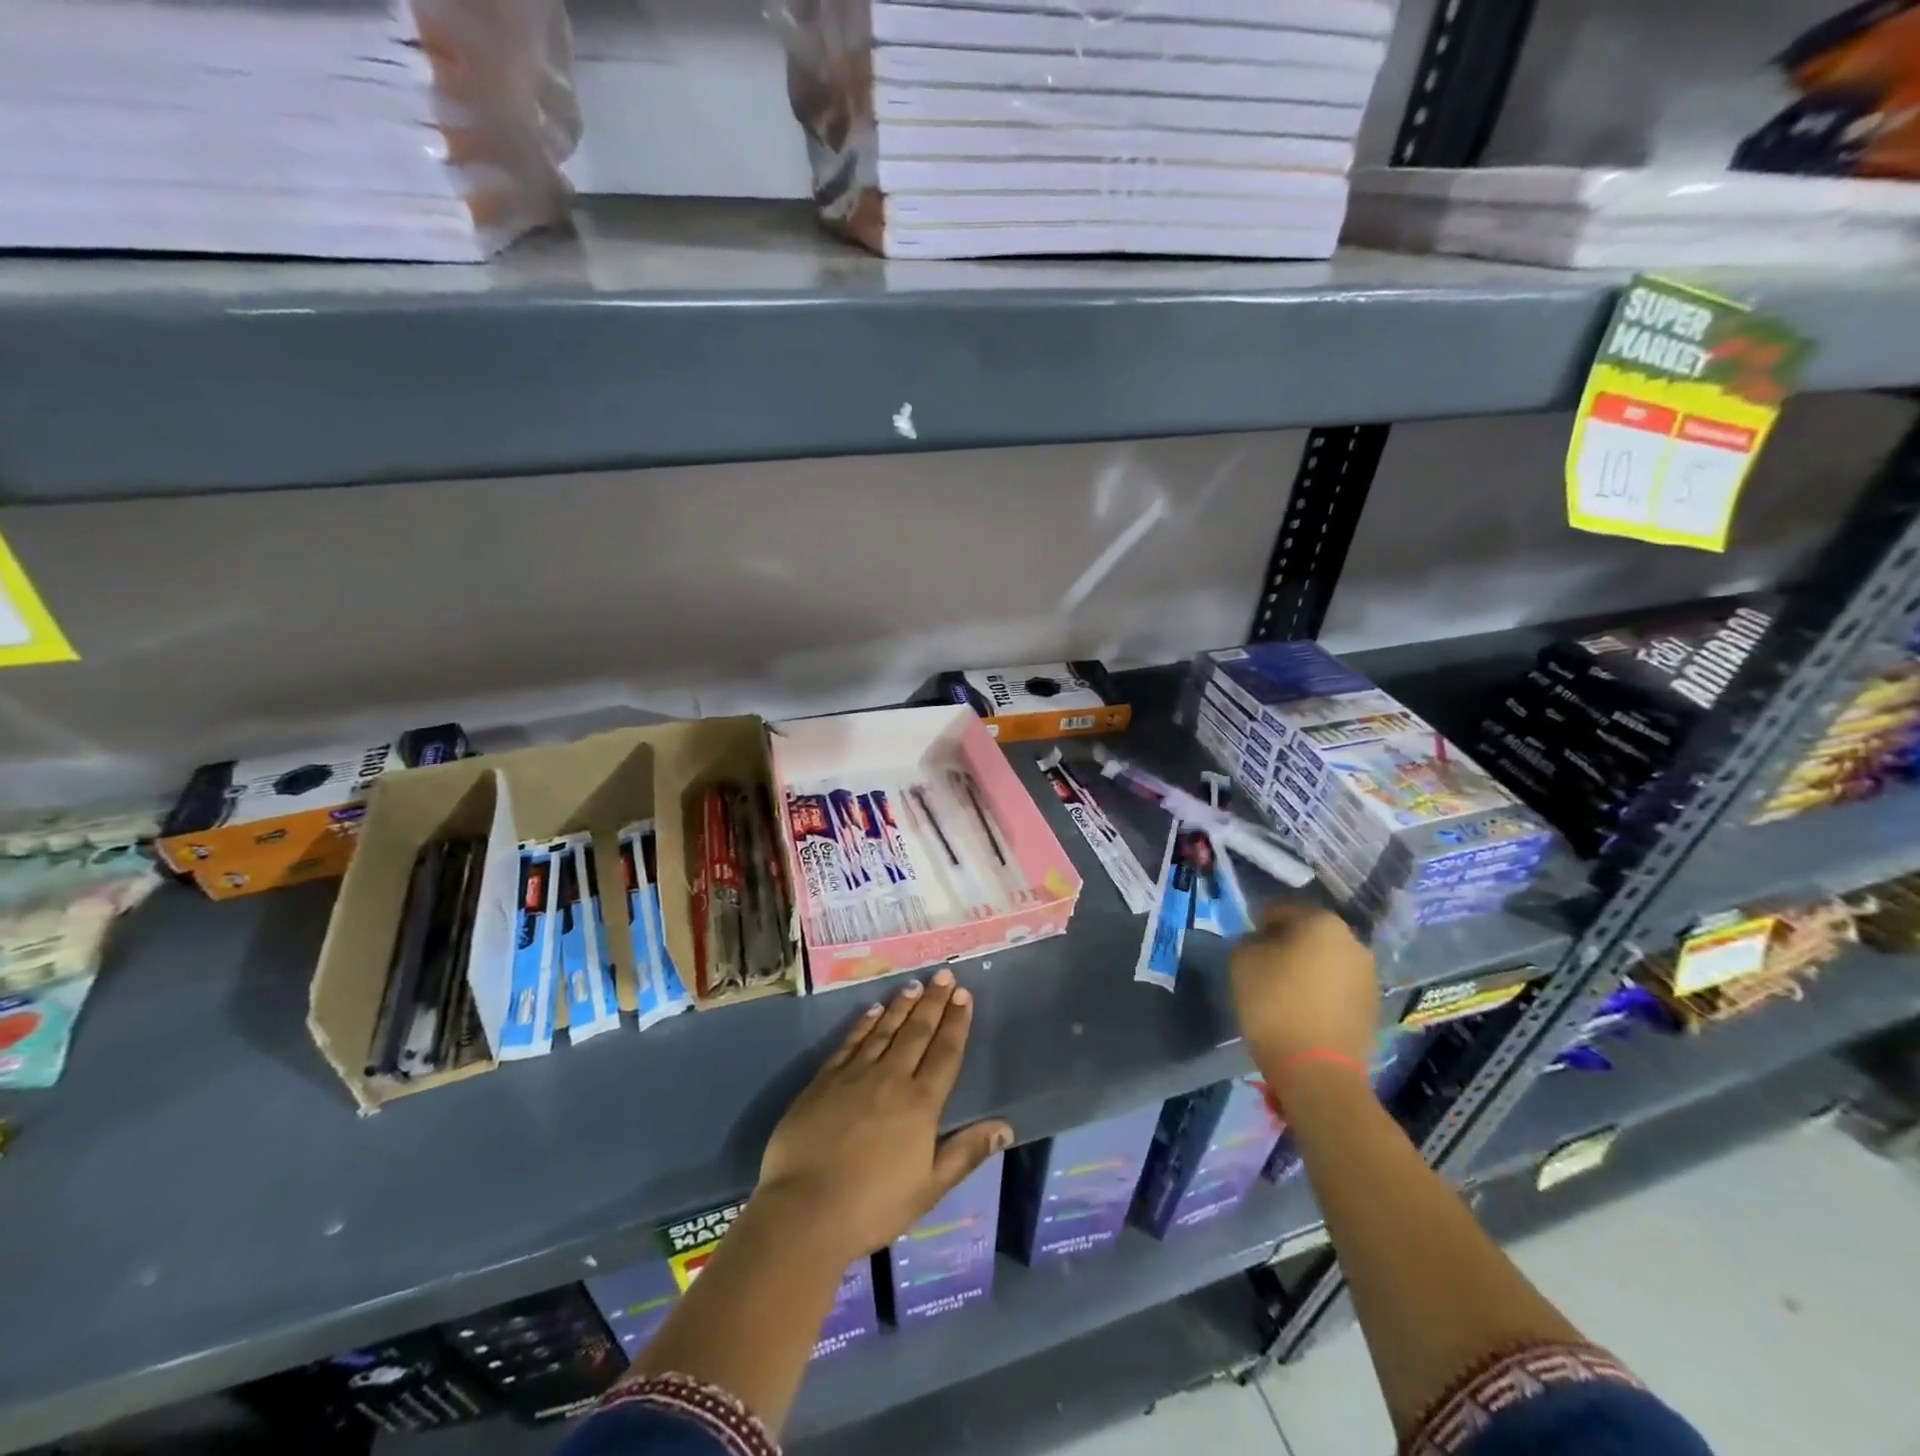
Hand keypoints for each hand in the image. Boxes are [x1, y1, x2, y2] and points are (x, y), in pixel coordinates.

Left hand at [757, 969, 1011, 1262]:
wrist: (805, 1210)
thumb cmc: (873, 1206)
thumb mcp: (929, 1188)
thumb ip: (966, 1152)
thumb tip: (1005, 1127)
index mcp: (921, 1104)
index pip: (945, 1053)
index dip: (956, 1022)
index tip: (964, 995)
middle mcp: (891, 1078)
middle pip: (917, 1032)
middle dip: (933, 1002)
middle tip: (944, 975)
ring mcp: (855, 1075)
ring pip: (884, 1030)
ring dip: (901, 1006)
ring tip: (914, 985)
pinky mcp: (824, 1080)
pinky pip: (850, 1042)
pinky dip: (864, 1024)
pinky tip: (872, 1011)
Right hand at [1230, 901, 1378, 1083]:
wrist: (1316, 1069)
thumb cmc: (1274, 1003)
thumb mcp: (1242, 961)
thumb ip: (1249, 940)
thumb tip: (1261, 943)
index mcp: (1322, 922)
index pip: (1283, 909)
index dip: (1260, 924)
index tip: (1248, 944)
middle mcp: (1353, 942)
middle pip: (1310, 934)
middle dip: (1288, 945)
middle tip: (1265, 966)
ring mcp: (1369, 977)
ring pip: (1328, 961)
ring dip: (1308, 969)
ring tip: (1285, 991)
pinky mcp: (1373, 1009)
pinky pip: (1339, 989)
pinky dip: (1322, 993)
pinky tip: (1303, 1011)